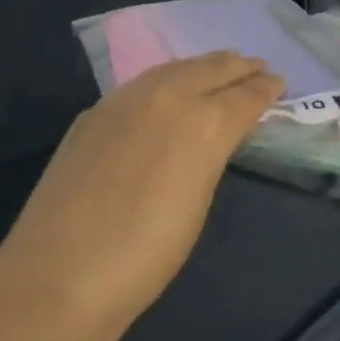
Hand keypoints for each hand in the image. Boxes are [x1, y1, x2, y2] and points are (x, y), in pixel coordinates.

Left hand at [0, 52, 284, 332]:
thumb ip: (211, 155)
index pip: (245, 94)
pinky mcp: (95, 111)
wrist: (60, 274)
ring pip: (175, 67)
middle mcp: (167, 97)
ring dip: (203, 66)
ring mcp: (125, 99)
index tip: (279, 84)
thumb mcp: (198, 203)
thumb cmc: (146, 255)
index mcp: (203, 123)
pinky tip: (169, 90)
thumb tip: (216, 135)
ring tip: (220, 70)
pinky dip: (168, 79)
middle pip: (212, 67)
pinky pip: (143, 82)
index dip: (266, 89)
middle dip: (240, 67)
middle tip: (259, 68)